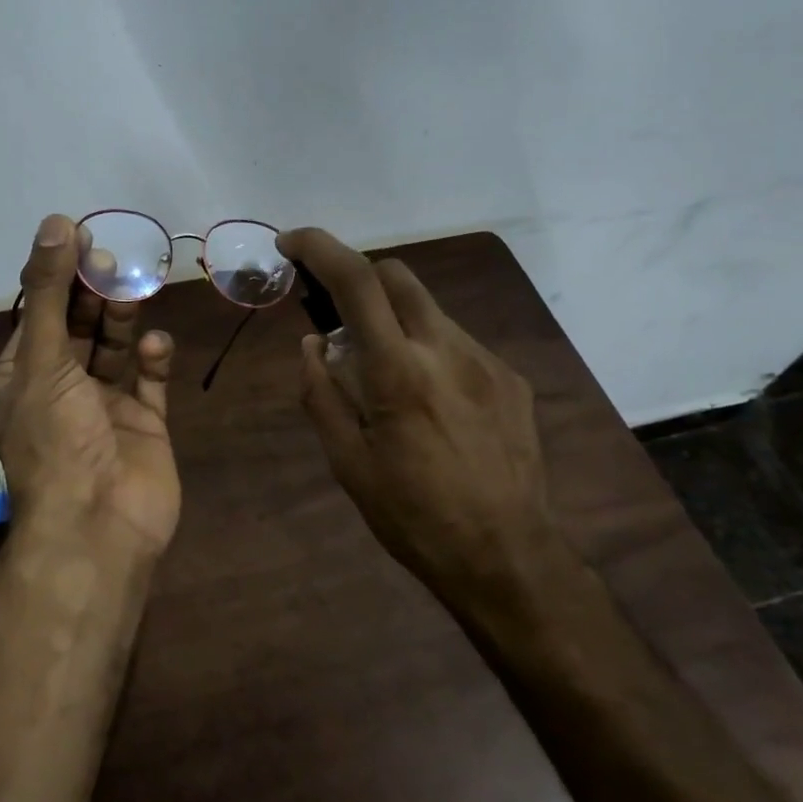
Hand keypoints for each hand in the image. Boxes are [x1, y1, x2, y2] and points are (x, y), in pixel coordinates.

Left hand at [0, 215, 181, 555]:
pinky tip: (158, 345)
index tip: (80, 238)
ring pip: (113, 350)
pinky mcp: (143, 425)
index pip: (38, 315)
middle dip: (92, 294)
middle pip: (76, 328)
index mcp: (21, 380)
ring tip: (134, 291)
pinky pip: (149, 382)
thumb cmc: (57, 440)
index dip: (57, 277)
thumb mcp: (42, 360)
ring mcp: (104, 409)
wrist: (99, 526)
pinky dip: (154, 360)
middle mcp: (60, 391)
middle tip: (113, 260)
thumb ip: (50, 292)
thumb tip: (55, 223)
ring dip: (122, 320)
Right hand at [276, 227, 564, 613]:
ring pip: (429, 309)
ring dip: (395, 320)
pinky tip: (431, 402)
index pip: (355, 281)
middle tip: (338, 319)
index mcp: (398, 372)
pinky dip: (429, 350)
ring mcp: (486, 361)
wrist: (509, 558)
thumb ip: (321, 393)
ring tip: (386, 377)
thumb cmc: (414, 517)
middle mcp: (446, 350)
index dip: (318, 247)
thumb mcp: (348, 464)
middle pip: (397, 274)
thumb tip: (312, 343)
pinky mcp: (511, 379)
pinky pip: (458, 343)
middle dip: (358, 278)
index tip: (291, 243)